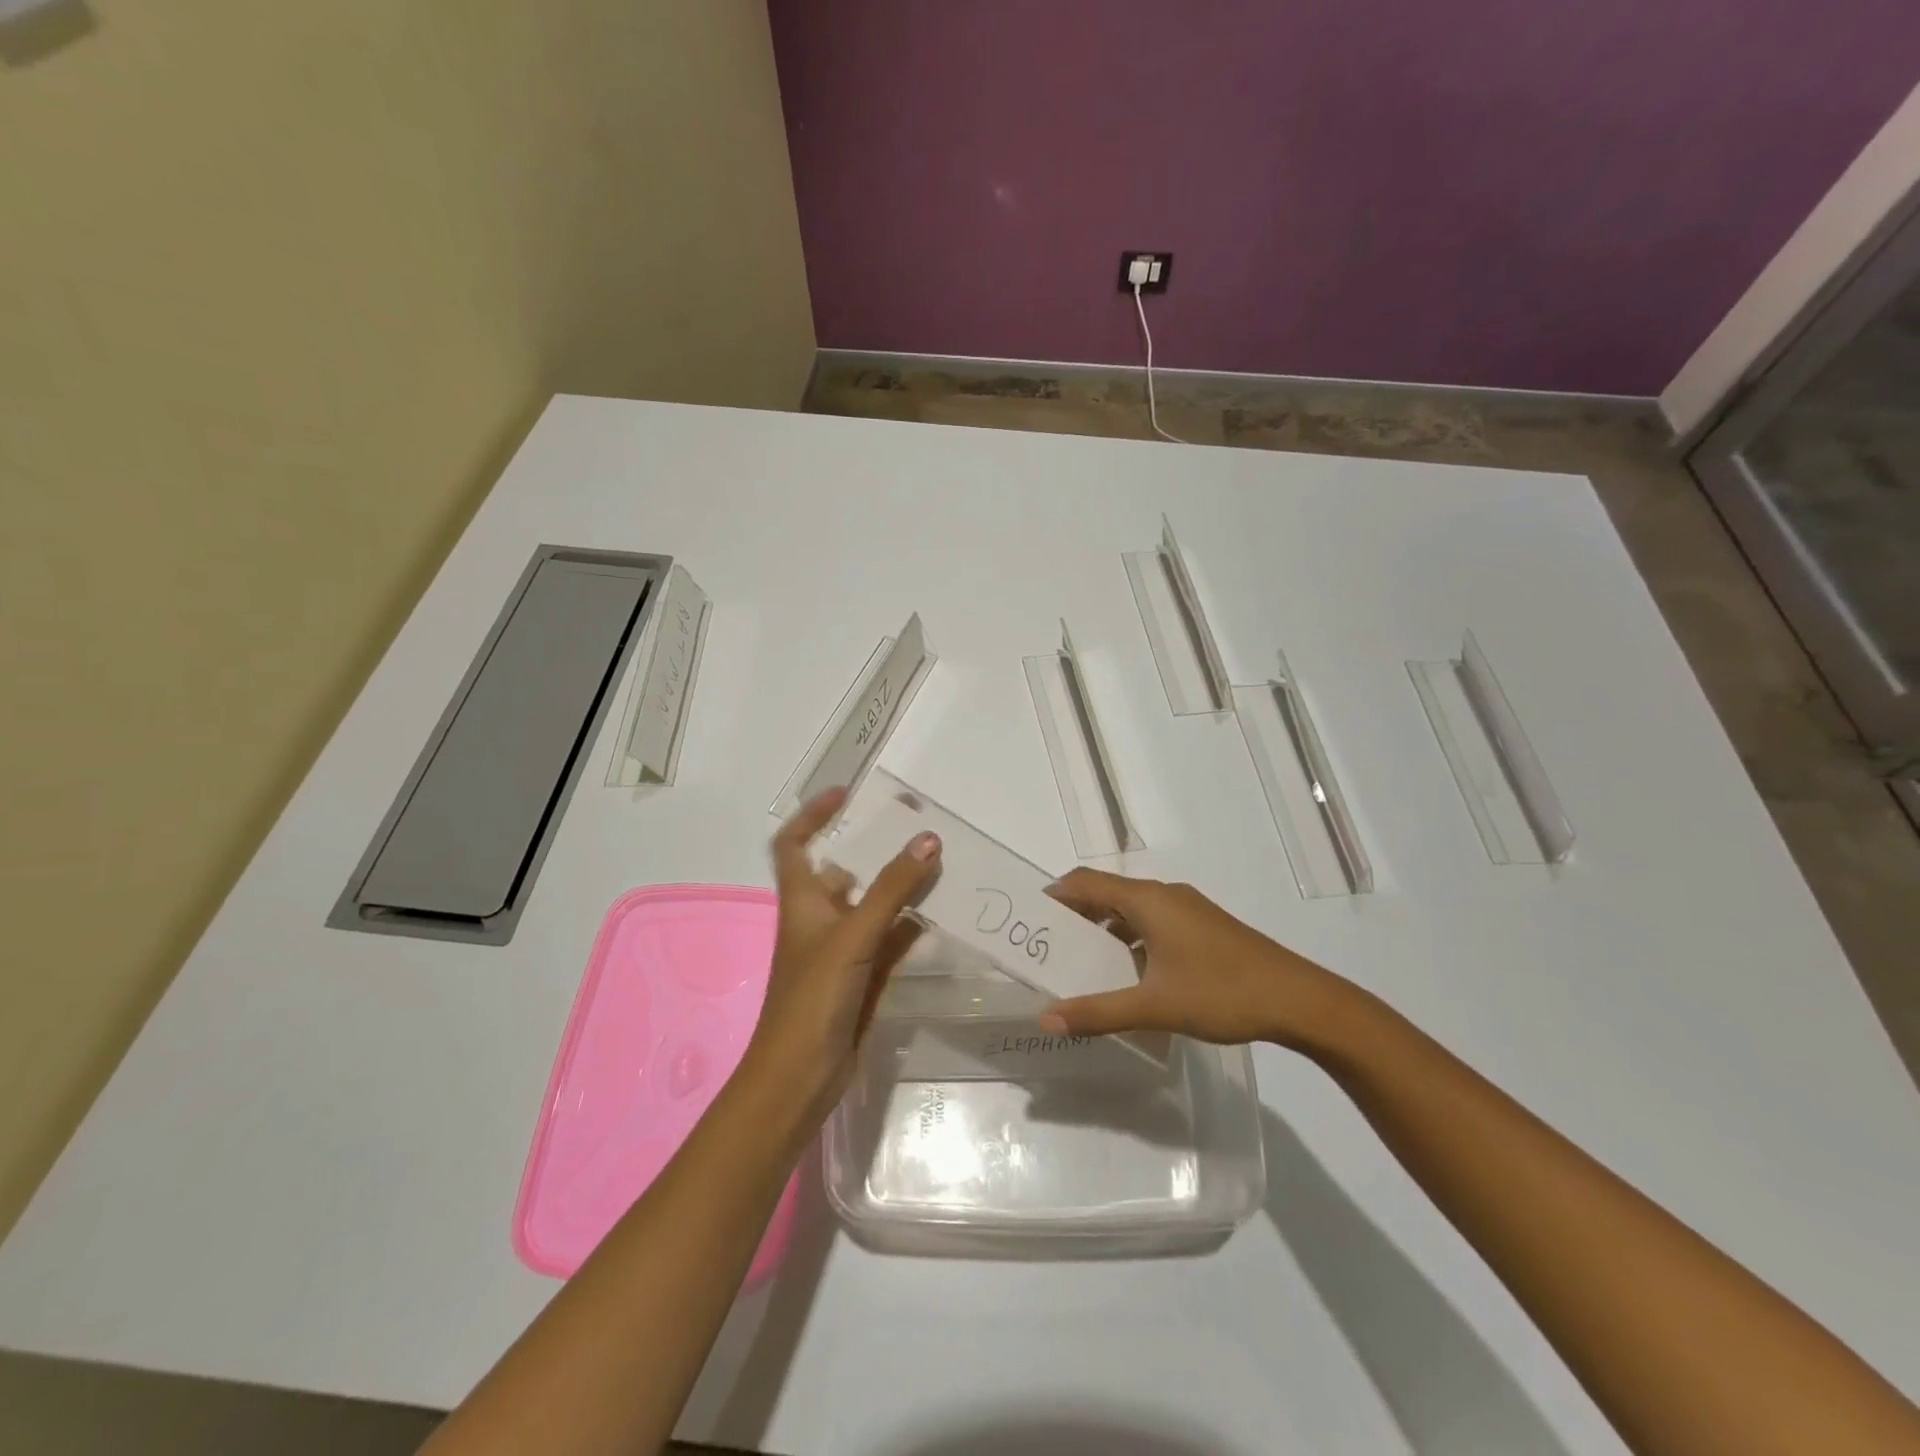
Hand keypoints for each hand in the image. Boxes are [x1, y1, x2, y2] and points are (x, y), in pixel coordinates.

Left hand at [742, 788, 942, 1119]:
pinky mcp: (861, 978)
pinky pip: (889, 941)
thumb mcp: (853, 936)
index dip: (812, 816)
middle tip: (916, 830)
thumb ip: (891, 889)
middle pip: (842, 872)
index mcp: (802, 902)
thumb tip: (928, 839)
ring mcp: (840, 951)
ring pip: (871, 907)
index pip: (793, 845)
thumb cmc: (813, 997)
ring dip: (898, 888)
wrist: (801, 1077)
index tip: (845, 795)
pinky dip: (910, 926)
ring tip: (939, 865)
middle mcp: (818, 920)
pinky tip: (940, 915)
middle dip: (874, 850)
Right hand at [1040, 869, 1349, 1048]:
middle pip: (1106, 894)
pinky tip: (1129, 976)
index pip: (1085, 882)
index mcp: (1148, 900)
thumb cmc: (1222, 992)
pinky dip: (1130, 940)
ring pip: (1131, 911)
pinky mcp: (1203, 927)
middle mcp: (1164, 895)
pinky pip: (1153, 923)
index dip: (1054, 895)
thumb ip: (1098, 1012)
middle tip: (1048, 948)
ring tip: (1081, 964)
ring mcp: (1187, 910)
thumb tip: (1046, 1018)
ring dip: (1103, 931)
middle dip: (1074, 917)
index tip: (1030, 920)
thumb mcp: (1154, 1005)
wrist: (1299, 999)